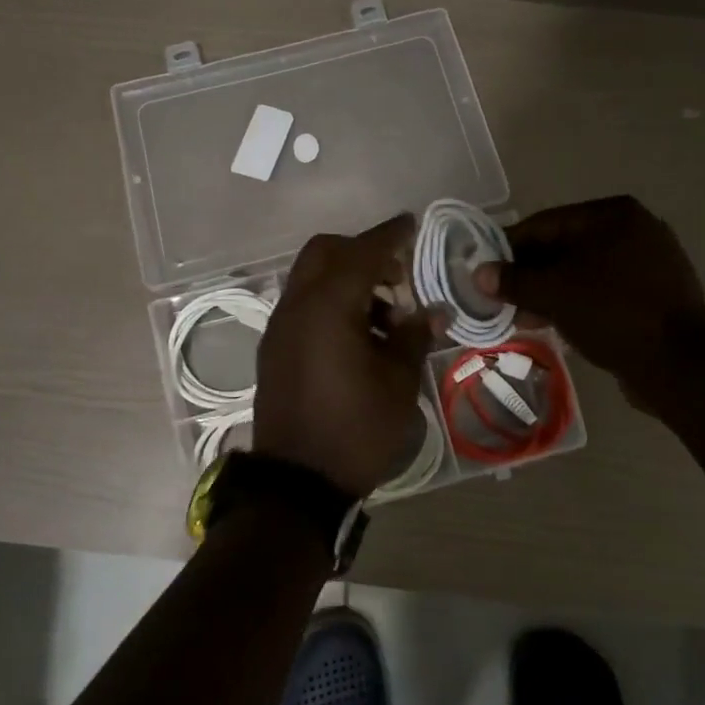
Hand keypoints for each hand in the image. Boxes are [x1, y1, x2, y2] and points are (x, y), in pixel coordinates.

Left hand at [255, 214, 439, 498]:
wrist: (298, 481)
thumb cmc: (356, 429)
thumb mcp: (398, 382)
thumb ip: (414, 336)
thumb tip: (430, 311)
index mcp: (328, 306)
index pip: (361, 252)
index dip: (389, 234)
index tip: (411, 223)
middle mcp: (296, 306)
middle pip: (324, 253)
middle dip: (361, 252)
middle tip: (396, 274)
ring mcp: (279, 328)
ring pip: (310, 278)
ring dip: (345, 279)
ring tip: (384, 315)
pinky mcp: (274, 349)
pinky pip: (302, 305)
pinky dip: (329, 302)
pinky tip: (357, 336)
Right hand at [473, 196, 704, 399]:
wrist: (678, 363)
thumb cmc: (612, 313)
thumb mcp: (554, 294)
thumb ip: (514, 281)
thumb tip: (479, 274)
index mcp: (613, 215)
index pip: (545, 224)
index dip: (509, 248)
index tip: (485, 271)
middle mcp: (635, 229)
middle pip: (564, 247)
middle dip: (530, 275)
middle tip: (502, 299)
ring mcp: (650, 262)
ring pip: (583, 272)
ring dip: (550, 293)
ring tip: (523, 318)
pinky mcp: (655, 294)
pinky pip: (603, 291)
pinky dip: (577, 303)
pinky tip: (557, 325)